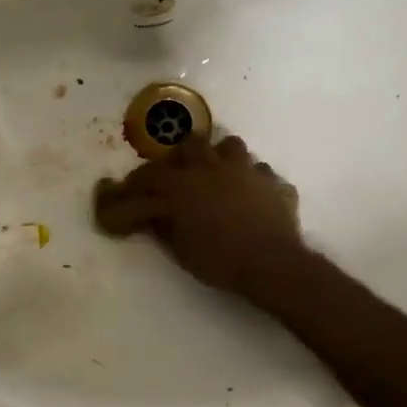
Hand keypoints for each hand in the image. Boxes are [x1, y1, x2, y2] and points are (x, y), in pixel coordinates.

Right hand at [94, 135, 304, 298]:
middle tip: (182, 171)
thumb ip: (163, 228)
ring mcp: (246, 170)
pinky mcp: (273, 182)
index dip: (140, 179)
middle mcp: (213, 168)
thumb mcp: (180, 250)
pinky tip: (254, 195)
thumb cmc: (219, 260)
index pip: (153, 173)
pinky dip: (255, 181)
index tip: (134, 186)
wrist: (270, 263)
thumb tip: (152, 216)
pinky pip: (261, 172)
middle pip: (194, 143)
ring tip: (221, 174)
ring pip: (231, 146)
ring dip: (222, 157)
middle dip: (185, 154)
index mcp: (184, 184)